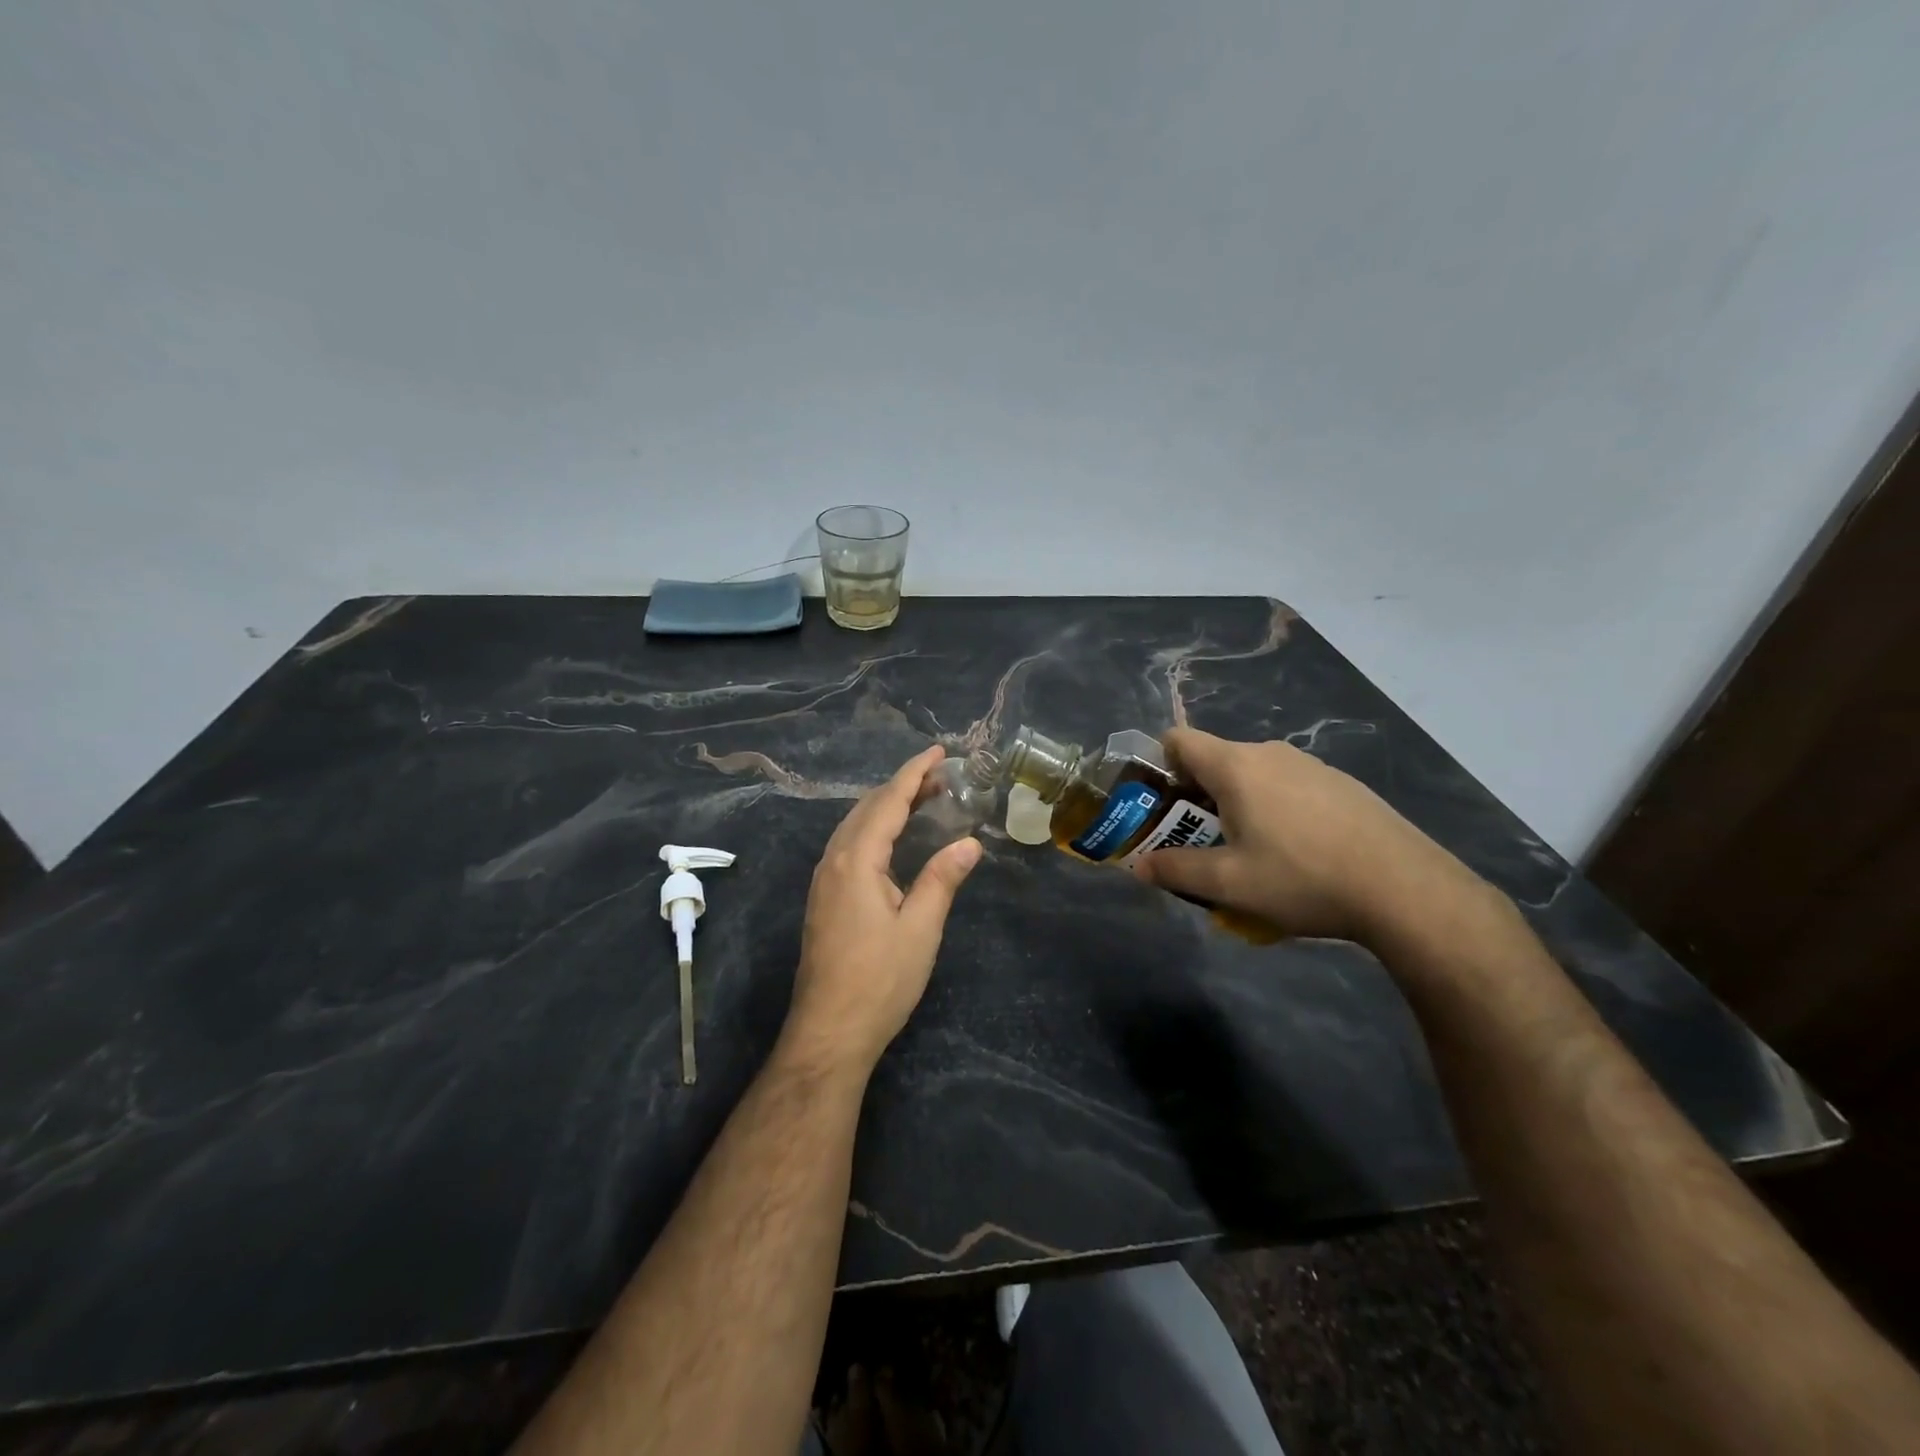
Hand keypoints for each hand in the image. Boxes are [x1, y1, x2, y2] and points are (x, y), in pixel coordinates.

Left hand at [784, 746, 982, 1075]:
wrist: (829, 1031)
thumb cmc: (879, 980)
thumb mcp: (920, 928)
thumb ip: (943, 879)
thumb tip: (970, 842)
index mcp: (856, 861)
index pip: (887, 802)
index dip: (913, 773)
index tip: (938, 751)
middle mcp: (833, 861)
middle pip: (867, 808)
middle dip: (902, 786)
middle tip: (940, 775)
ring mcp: (824, 881)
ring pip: (855, 826)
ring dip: (887, 806)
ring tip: (923, 799)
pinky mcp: (824, 899)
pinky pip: (849, 845)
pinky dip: (875, 828)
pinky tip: (892, 839)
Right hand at [1133, 728, 1480, 946]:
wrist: (1404, 888)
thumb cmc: (1301, 877)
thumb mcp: (1229, 883)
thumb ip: (1177, 870)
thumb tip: (1138, 866)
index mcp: (1235, 766)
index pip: (1178, 739)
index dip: (1159, 766)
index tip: (1161, 805)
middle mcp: (1269, 753)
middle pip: (1215, 761)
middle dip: (1197, 797)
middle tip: (1200, 842)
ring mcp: (1310, 765)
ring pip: (1253, 776)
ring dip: (1238, 805)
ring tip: (1251, 854)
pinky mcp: (1341, 784)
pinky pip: (1288, 787)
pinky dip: (1275, 810)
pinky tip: (1298, 853)